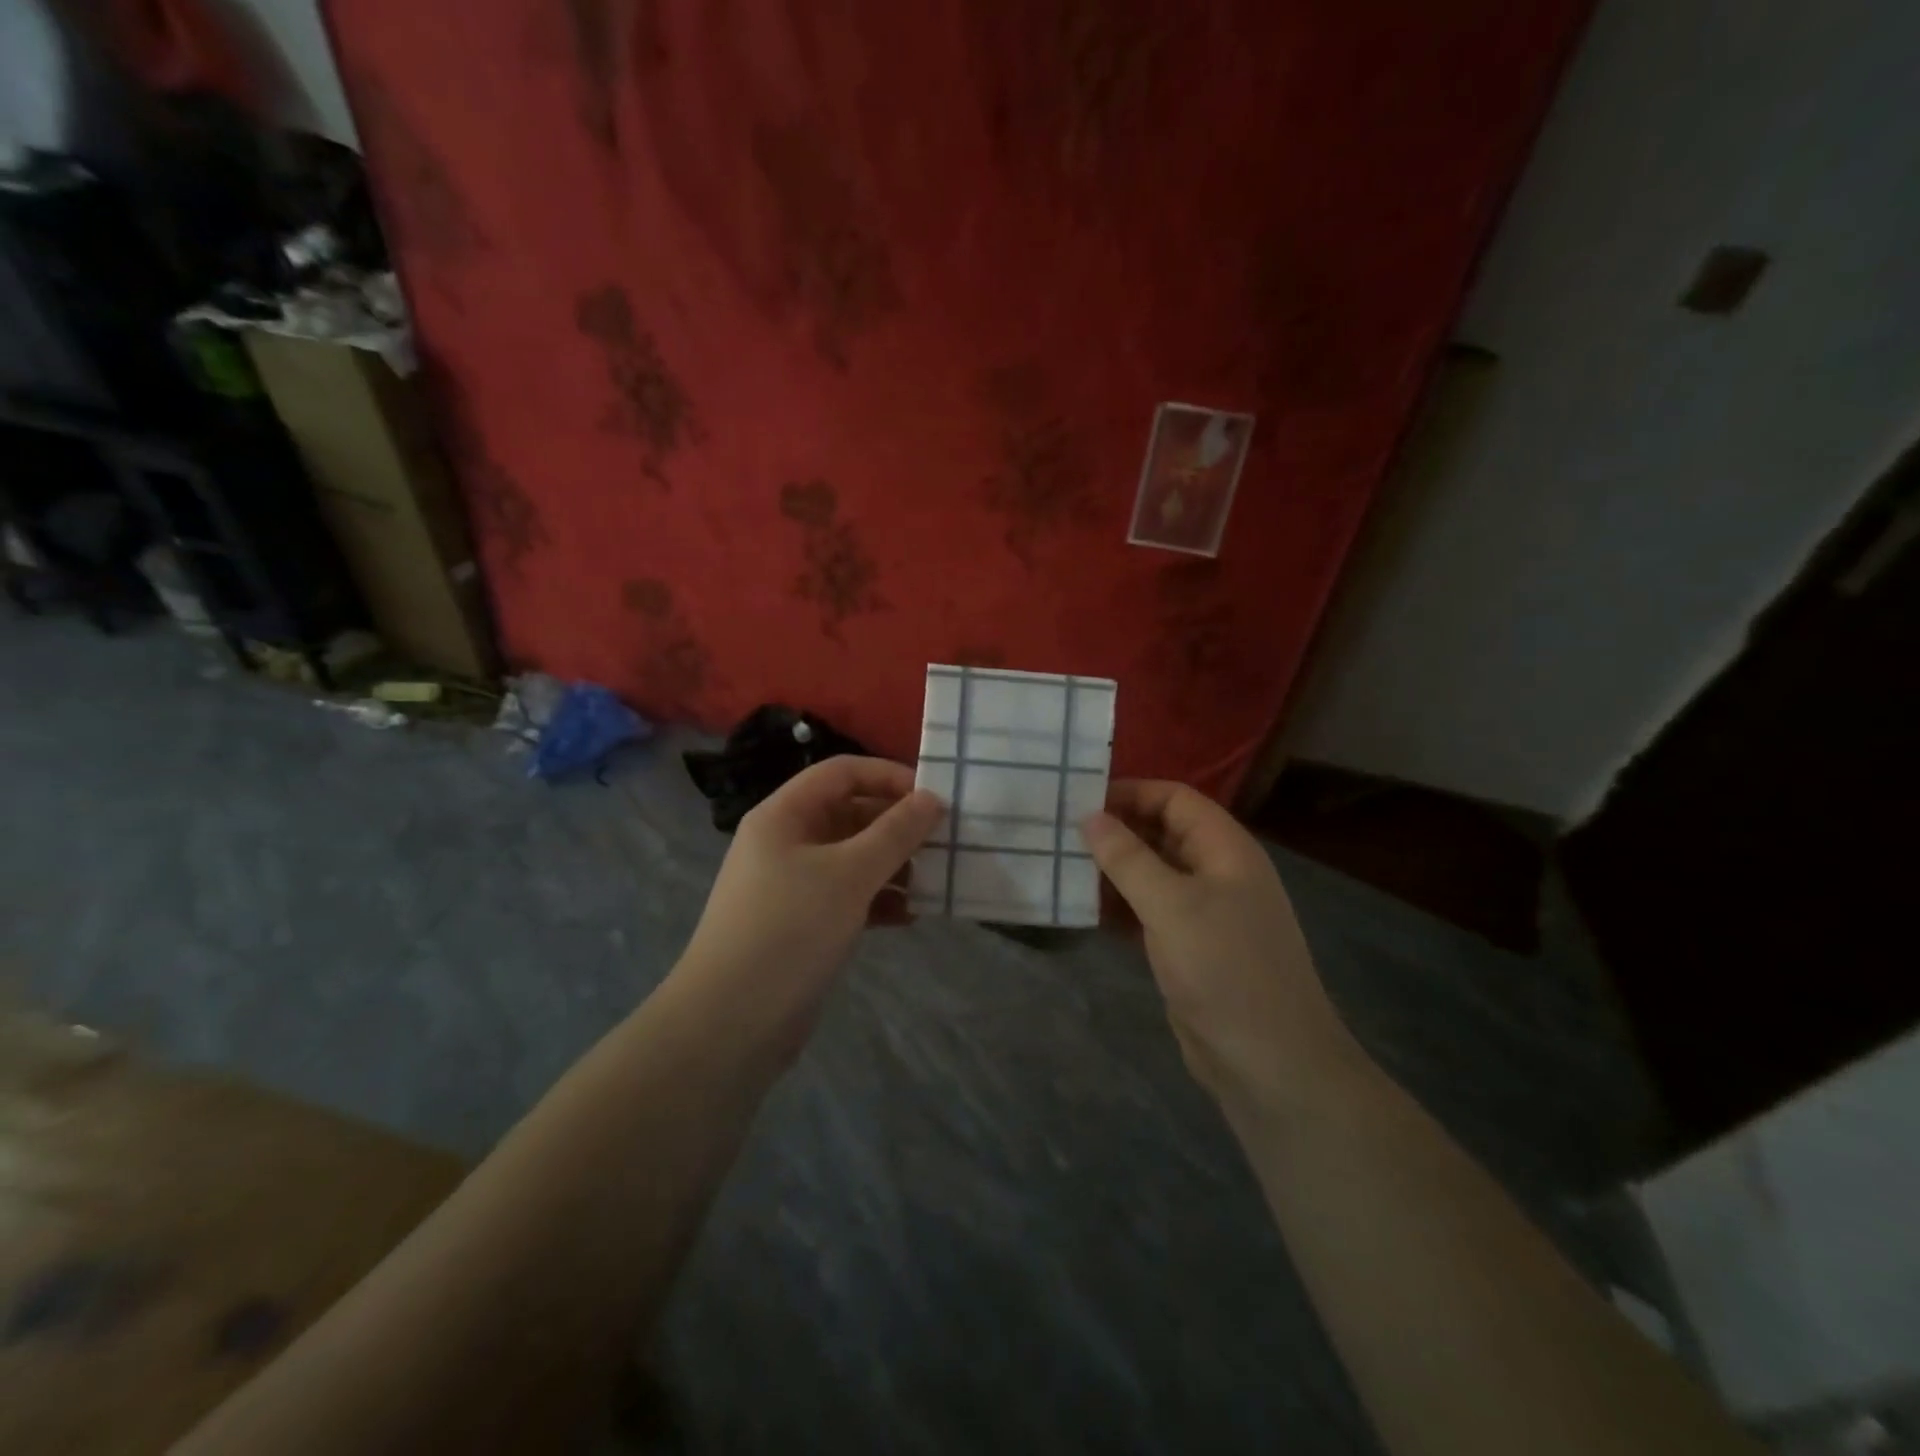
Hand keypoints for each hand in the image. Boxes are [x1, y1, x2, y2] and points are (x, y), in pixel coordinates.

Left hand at [675, 757, 941, 1041]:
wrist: (731, 1023)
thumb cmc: (790, 930)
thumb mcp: (849, 874)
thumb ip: (895, 833)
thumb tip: (932, 799)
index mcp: (785, 815)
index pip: (842, 773)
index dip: (888, 777)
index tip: (932, 799)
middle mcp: (786, 841)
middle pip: (849, 813)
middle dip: (896, 826)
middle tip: (942, 843)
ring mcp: (793, 884)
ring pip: (853, 857)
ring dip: (892, 865)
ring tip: (932, 881)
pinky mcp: (803, 923)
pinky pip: (848, 895)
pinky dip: (878, 900)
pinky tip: (909, 916)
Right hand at [1084, 781, 1367, 1114]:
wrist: (1270, 1063)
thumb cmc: (1224, 969)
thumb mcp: (1171, 905)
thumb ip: (1128, 858)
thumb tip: (1090, 816)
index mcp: (1226, 849)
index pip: (1175, 799)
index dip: (1131, 792)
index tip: (1080, 799)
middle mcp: (1217, 872)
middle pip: (1163, 833)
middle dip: (1117, 831)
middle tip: (1062, 833)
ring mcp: (1205, 912)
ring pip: (1153, 874)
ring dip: (1114, 870)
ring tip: (1064, 866)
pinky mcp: (1190, 947)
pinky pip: (1150, 911)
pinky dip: (1120, 905)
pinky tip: (1085, 909)